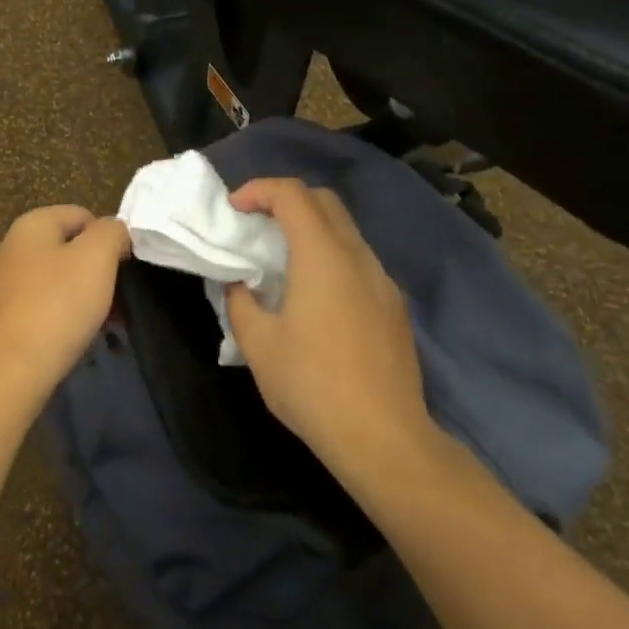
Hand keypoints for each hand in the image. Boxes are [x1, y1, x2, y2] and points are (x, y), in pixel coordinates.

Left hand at [0, 205, 130, 405]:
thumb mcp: (97, 256)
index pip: (80, 214)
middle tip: (119, 296)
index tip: (124, 265)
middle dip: (98, 268)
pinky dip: (67, 314)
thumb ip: (111, 231)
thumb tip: (114, 229)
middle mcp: (12, 247)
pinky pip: (46, 304)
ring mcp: (5, 283)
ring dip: (86, 294)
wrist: (13, 370)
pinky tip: (81, 334)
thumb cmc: (58, 303)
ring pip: (59, 278)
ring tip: (107, 320)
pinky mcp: (5, 316)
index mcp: (30, 224)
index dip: (108, 236)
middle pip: (69, 247)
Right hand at [224, 178, 444, 486]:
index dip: (259, 189)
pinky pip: (358, 261)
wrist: (384, 438)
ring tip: (281, 259)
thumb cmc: (312, 385)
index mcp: (322, 256)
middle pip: (324, 201)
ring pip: (345, 230)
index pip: (292, 195)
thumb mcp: (258, 344)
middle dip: (286, 200)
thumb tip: (239, 283)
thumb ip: (240, 302)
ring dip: (311, 229)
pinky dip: (330, 255)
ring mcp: (382, 281)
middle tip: (256, 224)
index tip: (234, 209)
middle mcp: (357, 257)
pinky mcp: (394, 306)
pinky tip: (314, 295)